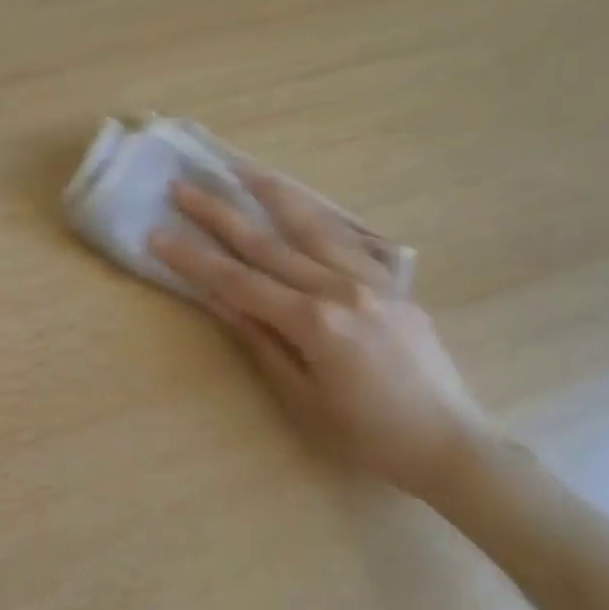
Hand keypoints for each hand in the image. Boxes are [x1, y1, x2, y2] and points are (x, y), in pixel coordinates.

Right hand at [150, 175, 498, 501]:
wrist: (449, 441)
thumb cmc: (369, 436)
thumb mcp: (304, 400)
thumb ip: (262, 343)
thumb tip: (220, 301)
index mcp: (315, 322)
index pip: (239, 282)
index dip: (194, 259)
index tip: (158, 233)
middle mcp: (340, 287)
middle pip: (268, 242)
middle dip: (220, 213)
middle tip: (184, 186)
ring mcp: (371, 279)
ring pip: (312, 224)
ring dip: (273, 193)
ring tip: (241, 169)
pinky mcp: (391, 283)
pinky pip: (349, 238)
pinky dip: (319, 215)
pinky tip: (303, 202)